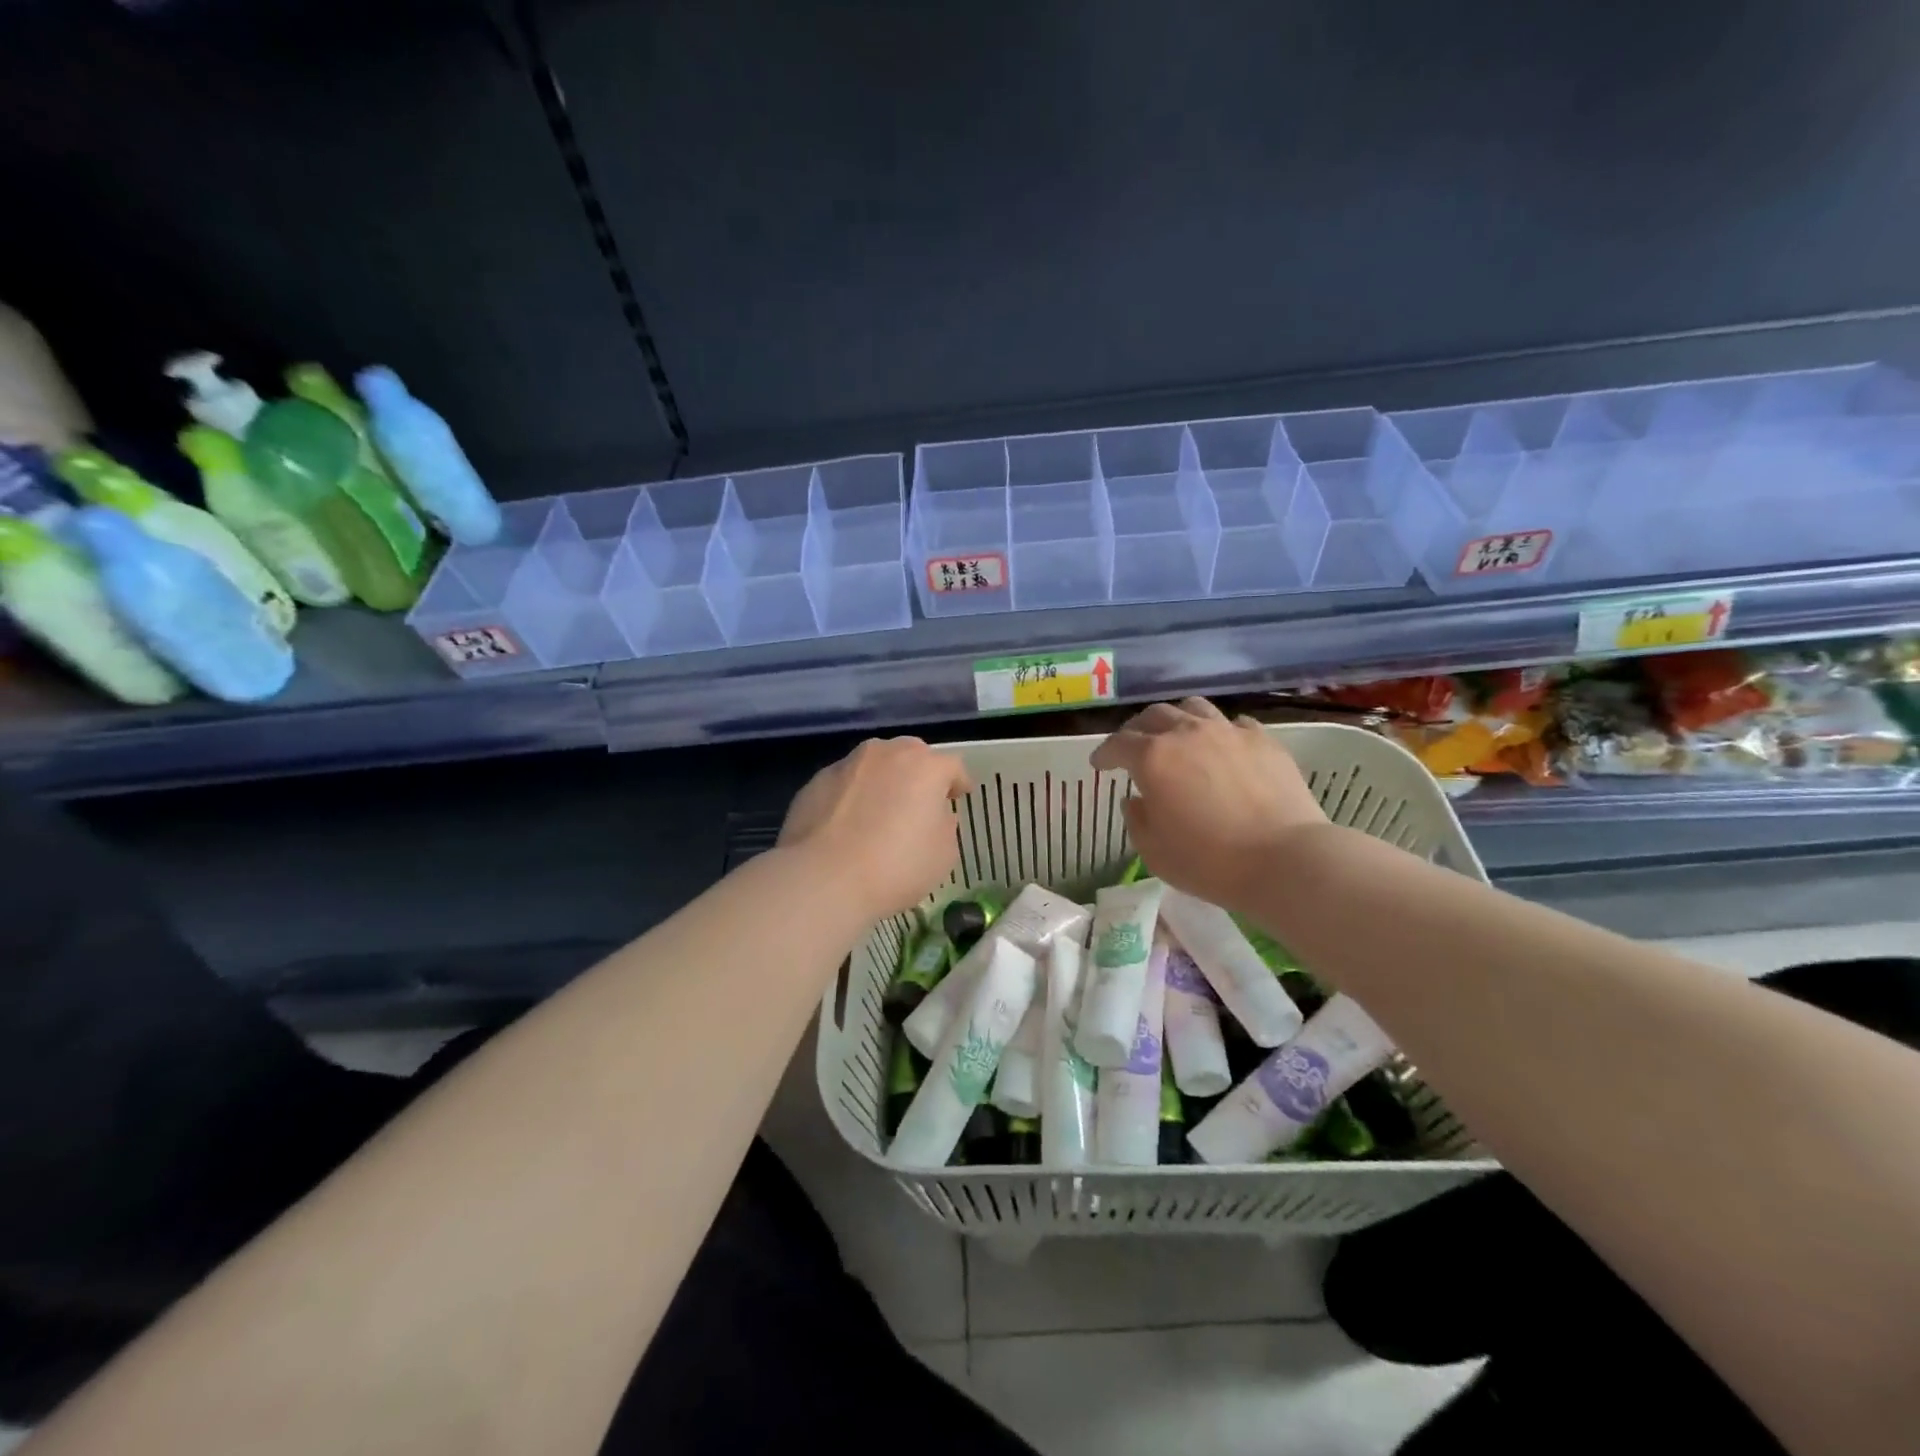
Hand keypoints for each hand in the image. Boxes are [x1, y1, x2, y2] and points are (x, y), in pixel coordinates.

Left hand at [780, 737, 969, 918]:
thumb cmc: (896, 867)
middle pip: (910, 755)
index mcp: (925, 766)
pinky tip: (847, 826)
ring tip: (880, 813)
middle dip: (918, 774)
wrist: (823, 879)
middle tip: (919, 802)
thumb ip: (945, 826)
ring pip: (874, 766)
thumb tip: (934, 815)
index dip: (958, 783)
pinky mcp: (815, 782)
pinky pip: (845, 785)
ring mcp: (846, 765)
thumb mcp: (943, 855)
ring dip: (882, 782)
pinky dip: (852, 797)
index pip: (952, 766)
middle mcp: (885, 753)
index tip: (958, 797)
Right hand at [1091, 698, 1326, 911]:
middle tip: (1133, 747)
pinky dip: (1219, 732)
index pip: (1118, 744)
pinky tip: (1222, 748)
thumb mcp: (1154, 852)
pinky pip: (1233, 724)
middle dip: (1136, 730)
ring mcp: (1228, 732)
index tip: (1099, 765)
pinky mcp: (1263, 739)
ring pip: (1193, 708)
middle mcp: (1187, 733)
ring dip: (1177, 720)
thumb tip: (1137, 800)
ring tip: (1177, 737)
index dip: (1105, 753)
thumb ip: (1137, 820)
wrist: (1285, 859)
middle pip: (1153, 716)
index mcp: (1153, 758)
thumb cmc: (1209, 862)